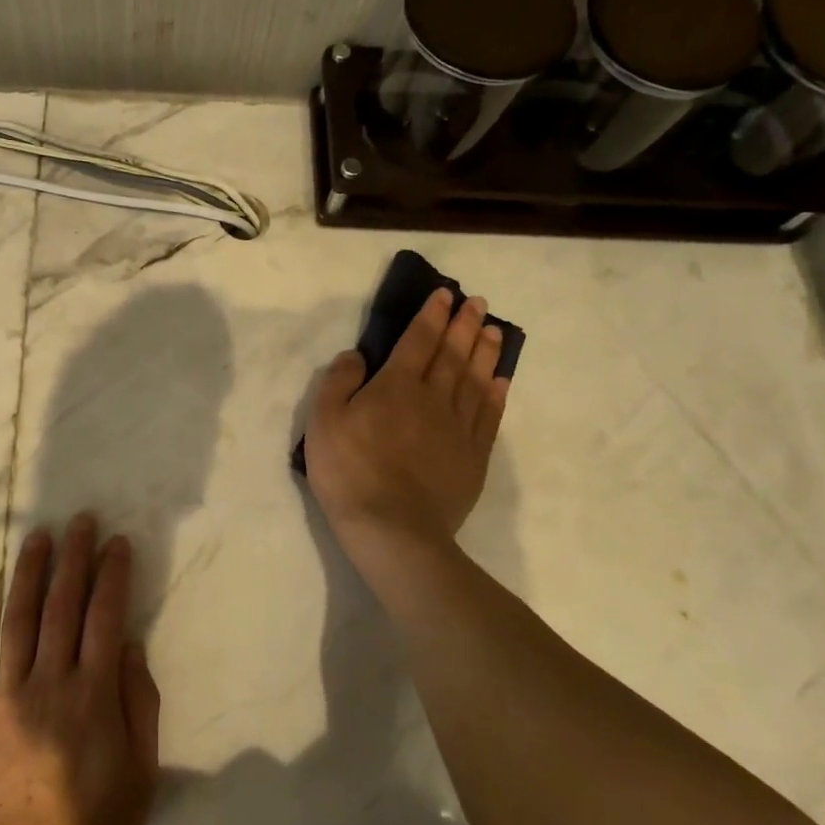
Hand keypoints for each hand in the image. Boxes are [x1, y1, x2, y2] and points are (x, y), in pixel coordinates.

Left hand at [0, 515, 160, 824]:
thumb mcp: (140, 773)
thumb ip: (140, 704)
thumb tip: (130, 644)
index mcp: (93, 694)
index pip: (105, 616)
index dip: (112, 574)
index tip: (116, 542)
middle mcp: (49, 681)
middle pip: (63, 606)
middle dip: (74, 558)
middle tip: (80, 520)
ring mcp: (5, 693)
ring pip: (20, 619)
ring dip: (31, 573)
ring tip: (40, 536)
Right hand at [305, 287, 508, 557]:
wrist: (392, 529)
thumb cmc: (349, 472)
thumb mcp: (323, 422)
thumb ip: (339, 382)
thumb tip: (357, 354)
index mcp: (396, 386)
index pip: (418, 341)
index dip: (431, 316)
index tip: (444, 295)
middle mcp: (433, 398)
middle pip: (453, 354)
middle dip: (464, 325)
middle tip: (477, 302)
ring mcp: (458, 428)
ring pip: (476, 380)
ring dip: (485, 352)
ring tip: (494, 330)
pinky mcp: (473, 457)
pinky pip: (489, 416)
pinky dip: (496, 394)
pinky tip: (501, 380)